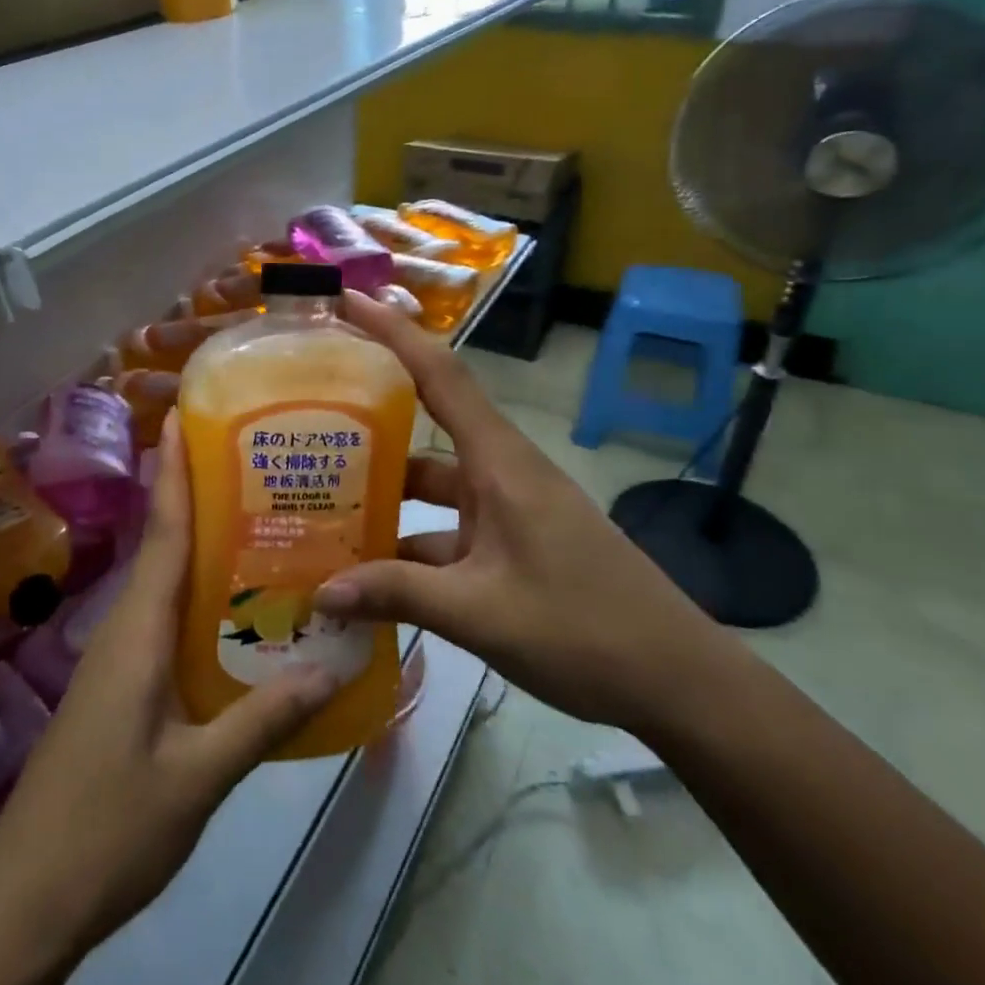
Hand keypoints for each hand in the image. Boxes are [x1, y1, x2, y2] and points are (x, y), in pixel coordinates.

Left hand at [0, 417, 337, 984]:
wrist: (24, 902)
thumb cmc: (107, 830)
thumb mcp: (196, 779)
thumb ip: (261, 721)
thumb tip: (330, 667)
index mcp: (137, 631)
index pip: (161, 533)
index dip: (173, 472)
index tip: (184, 416)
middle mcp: (123, 628)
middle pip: (163, 546)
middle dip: (196, 495)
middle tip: (253, 462)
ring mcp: (116, 658)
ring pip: (162, 583)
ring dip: (199, 546)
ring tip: (258, 522)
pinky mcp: (118, 685)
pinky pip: (161, 620)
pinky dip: (195, 597)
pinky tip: (233, 611)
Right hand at [317, 291, 736, 734]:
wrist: (680, 683)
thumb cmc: (585, 630)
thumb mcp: (480, 613)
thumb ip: (397, 594)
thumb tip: (319, 591)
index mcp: (499, 462)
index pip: (439, 374)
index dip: (392, 331)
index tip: (346, 301)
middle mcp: (499, 471)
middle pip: (426, 423)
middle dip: (369, 414)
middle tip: (305, 412)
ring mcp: (506, 509)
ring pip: (431, 484)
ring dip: (384, 492)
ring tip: (319, 501)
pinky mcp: (511, 544)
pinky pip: (446, 528)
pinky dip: (408, 543)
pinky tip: (367, 572)